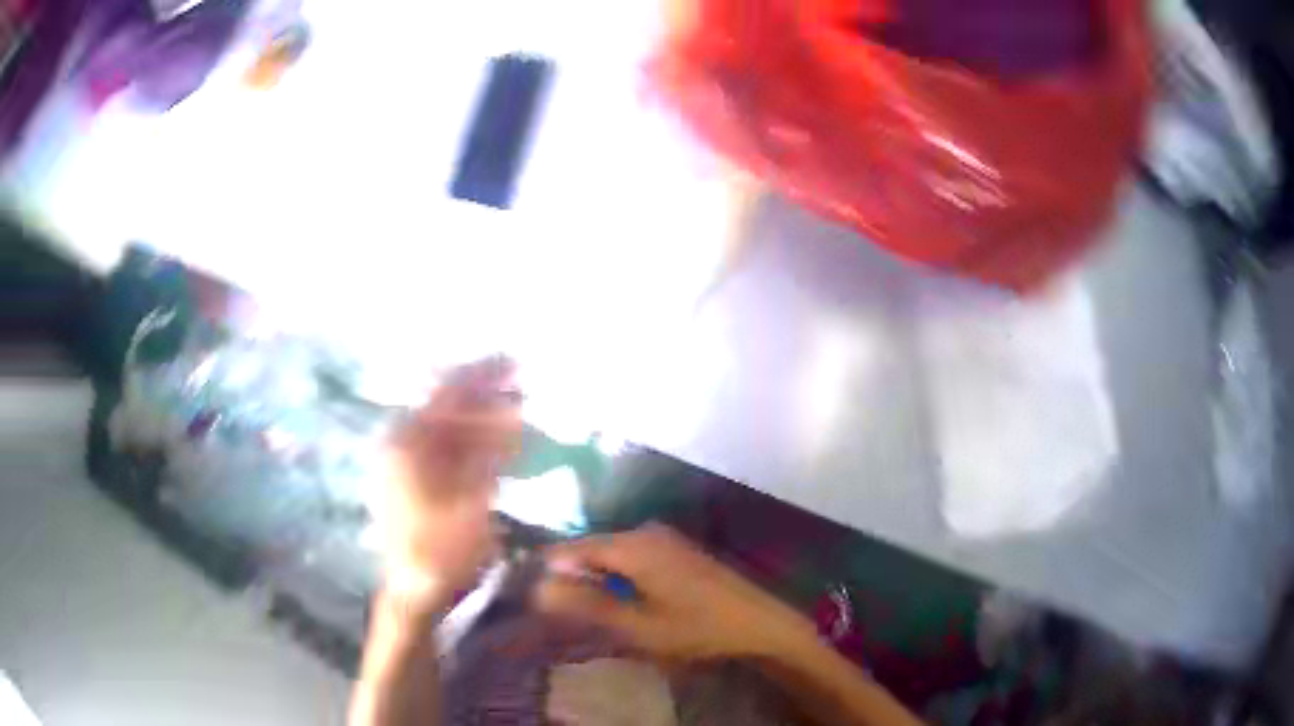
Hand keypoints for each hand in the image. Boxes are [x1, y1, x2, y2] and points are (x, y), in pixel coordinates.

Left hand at [375, 357, 521, 612]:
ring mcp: (411, 465)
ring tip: (519, 407)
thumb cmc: (441, 549)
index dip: (482, 376)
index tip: (514, 362)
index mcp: (408, 444)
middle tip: (522, 380)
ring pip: (452, 430)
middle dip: (486, 394)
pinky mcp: (420, 484)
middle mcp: (405, 446)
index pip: (448, 396)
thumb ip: (490, 454)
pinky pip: (452, 452)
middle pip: (449, 409)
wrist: (417, 591)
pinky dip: (478, 444)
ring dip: (485, 418)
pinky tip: (502, 443)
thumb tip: (514, 414)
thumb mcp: (471, 501)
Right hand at [535, 523, 817, 661]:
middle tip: (565, 612)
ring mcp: (663, 538)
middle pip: (591, 548)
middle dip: (574, 577)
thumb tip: (538, 588)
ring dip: (597, 579)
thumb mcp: (637, 624)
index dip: (550, 572)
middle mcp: (644, 531)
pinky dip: (619, 577)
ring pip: (612, 553)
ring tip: (591, 610)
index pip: (570, 549)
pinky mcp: (676, 549)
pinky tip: (624, 601)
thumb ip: (587, 605)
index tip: (537, 598)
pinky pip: (632, 557)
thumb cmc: (697, 627)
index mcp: (631, 545)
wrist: (758, 621)